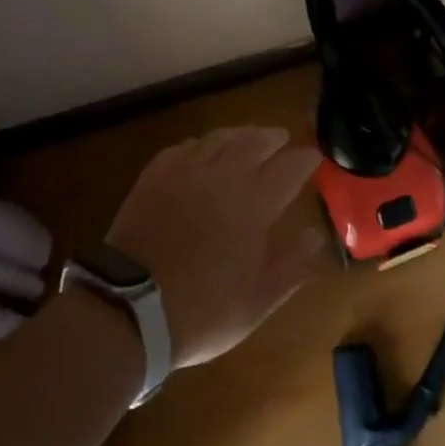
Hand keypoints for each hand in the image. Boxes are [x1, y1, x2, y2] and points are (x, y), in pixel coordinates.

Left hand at [105, 127, 325, 367]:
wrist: (129, 310)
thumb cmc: (203, 309)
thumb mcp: (259, 299)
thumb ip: (293, 264)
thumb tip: (315, 235)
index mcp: (255, 202)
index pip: (290, 166)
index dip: (306, 159)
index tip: (314, 158)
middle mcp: (224, 176)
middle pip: (255, 141)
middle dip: (273, 138)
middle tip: (282, 139)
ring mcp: (186, 172)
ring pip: (219, 138)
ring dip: (239, 135)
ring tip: (247, 138)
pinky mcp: (155, 177)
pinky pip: (184, 148)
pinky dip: (201, 145)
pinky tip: (201, 152)